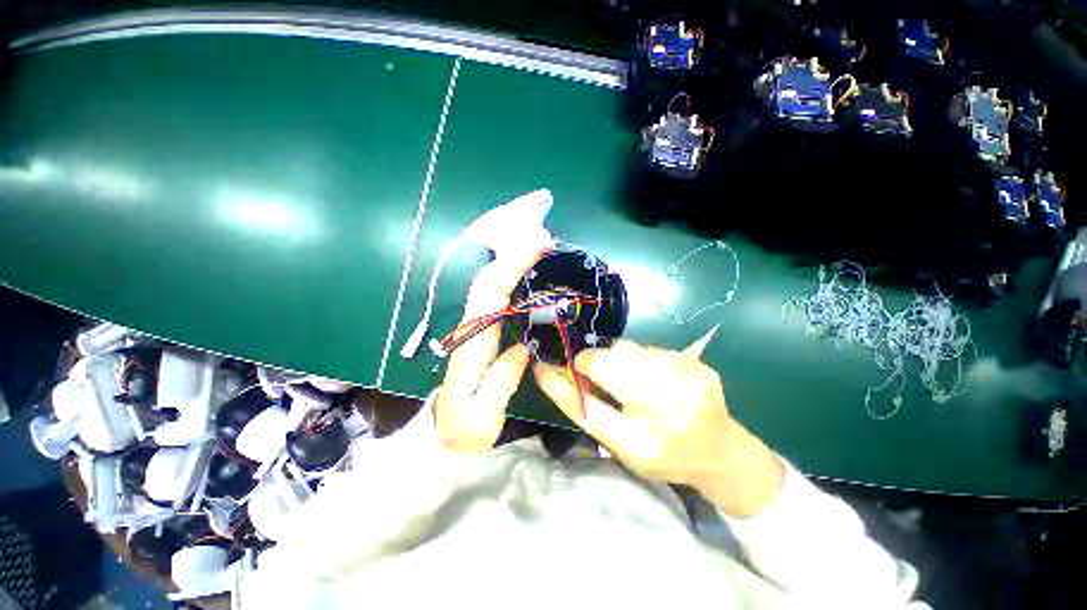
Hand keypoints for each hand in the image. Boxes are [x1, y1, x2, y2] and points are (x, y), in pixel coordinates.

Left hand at [433, 227, 551, 453]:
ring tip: (539, 250)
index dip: (513, 265)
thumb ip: (503, 379)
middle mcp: (471, 328)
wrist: (442, 440)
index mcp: (473, 342)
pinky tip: (527, 275)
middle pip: (489, 280)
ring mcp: (475, 329)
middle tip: (544, 239)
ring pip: (490, 285)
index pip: (491, 293)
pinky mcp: (482, 333)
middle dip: (514, 255)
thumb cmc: (462, 431)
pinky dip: (510, 279)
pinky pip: (496, 298)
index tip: (538, 246)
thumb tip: (524, 347)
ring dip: (512, 263)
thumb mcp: (483, 415)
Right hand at [534, 338, 784, 517]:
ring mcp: (687, 381)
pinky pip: (651, 349)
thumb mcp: (619, 444)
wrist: (721, 452)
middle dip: (596, 363)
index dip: (569, 378)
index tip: (549, 366)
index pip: (589, 404)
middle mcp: (667, 409)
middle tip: (599, 375)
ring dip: (619, 360)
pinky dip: (642, 359)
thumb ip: (585, 408)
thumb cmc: (661, 454)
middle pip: (610, 362)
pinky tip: (655, 377)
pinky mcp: (698, 365)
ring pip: (629, 350)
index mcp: (642, 441)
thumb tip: (550, 372)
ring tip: (632, 380)